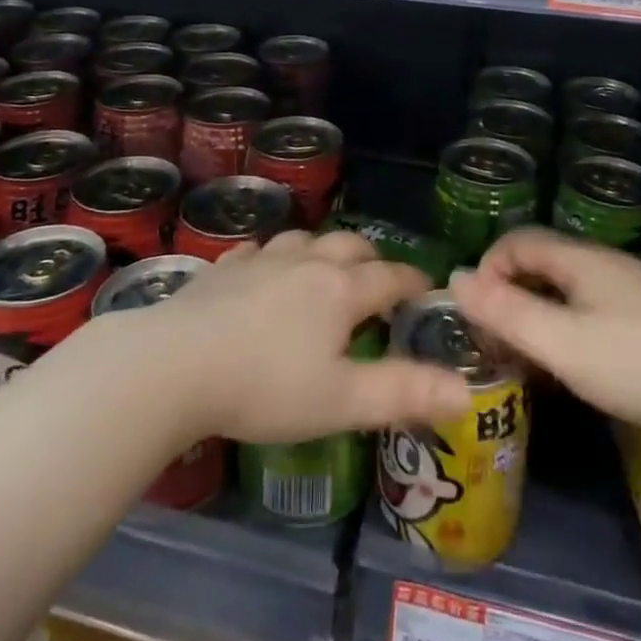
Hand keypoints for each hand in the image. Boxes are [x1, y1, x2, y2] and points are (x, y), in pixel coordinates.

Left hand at [147, 231, 472, 445]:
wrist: (175, 364)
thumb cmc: (265, 386)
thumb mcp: (341, 401)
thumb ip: (404, 393)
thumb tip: (465, 391)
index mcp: (340, 290)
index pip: (391, 276)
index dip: (413, 281)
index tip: (426, 289)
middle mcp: (306, 262)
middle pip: (351, 246)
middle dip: (373, 260)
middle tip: (378, 283)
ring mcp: (262, 259)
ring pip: (306, 239)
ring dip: (325, 251)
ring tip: (326, 272)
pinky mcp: (225, 266)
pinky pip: (259, 249)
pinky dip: (274, 257)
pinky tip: (265, 270)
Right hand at [451, 227, 640, 437]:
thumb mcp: (563, 344)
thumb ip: (507, 312)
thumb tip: (454, 278)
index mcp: (581, 259)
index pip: (518, 241)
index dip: (488, 269)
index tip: (476, 315)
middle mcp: (604, 264)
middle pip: (541, 265)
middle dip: (509, 296)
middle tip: (495, 343)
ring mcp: (631, 291)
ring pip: (566, 291)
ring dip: (537, 316)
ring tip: (526, 360)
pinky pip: (590, 310)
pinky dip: (566, 329)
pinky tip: (573, 368)